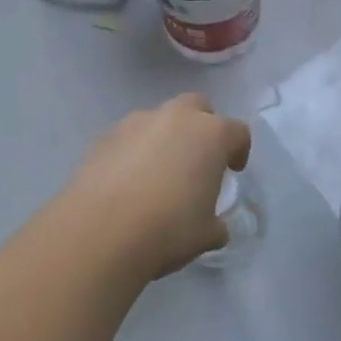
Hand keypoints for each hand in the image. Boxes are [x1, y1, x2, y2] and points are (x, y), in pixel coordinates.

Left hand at [62, 95, 251, 280]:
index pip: (237, 132)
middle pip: (197, 106)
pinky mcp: (105, 136)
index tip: (232, 171)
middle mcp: (175, 117)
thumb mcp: (206, 234)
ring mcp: (136, 122)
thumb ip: (216, 223)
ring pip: (159, 119)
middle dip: (201, 126)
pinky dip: (134, 150)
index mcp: (211, 135)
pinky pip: (129, 136)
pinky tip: (127, 181)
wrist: (101, 230)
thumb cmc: (167, 228)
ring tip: (157, 172)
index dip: (239, 150)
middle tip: (197, 158)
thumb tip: (214, 226)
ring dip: (164, 137)